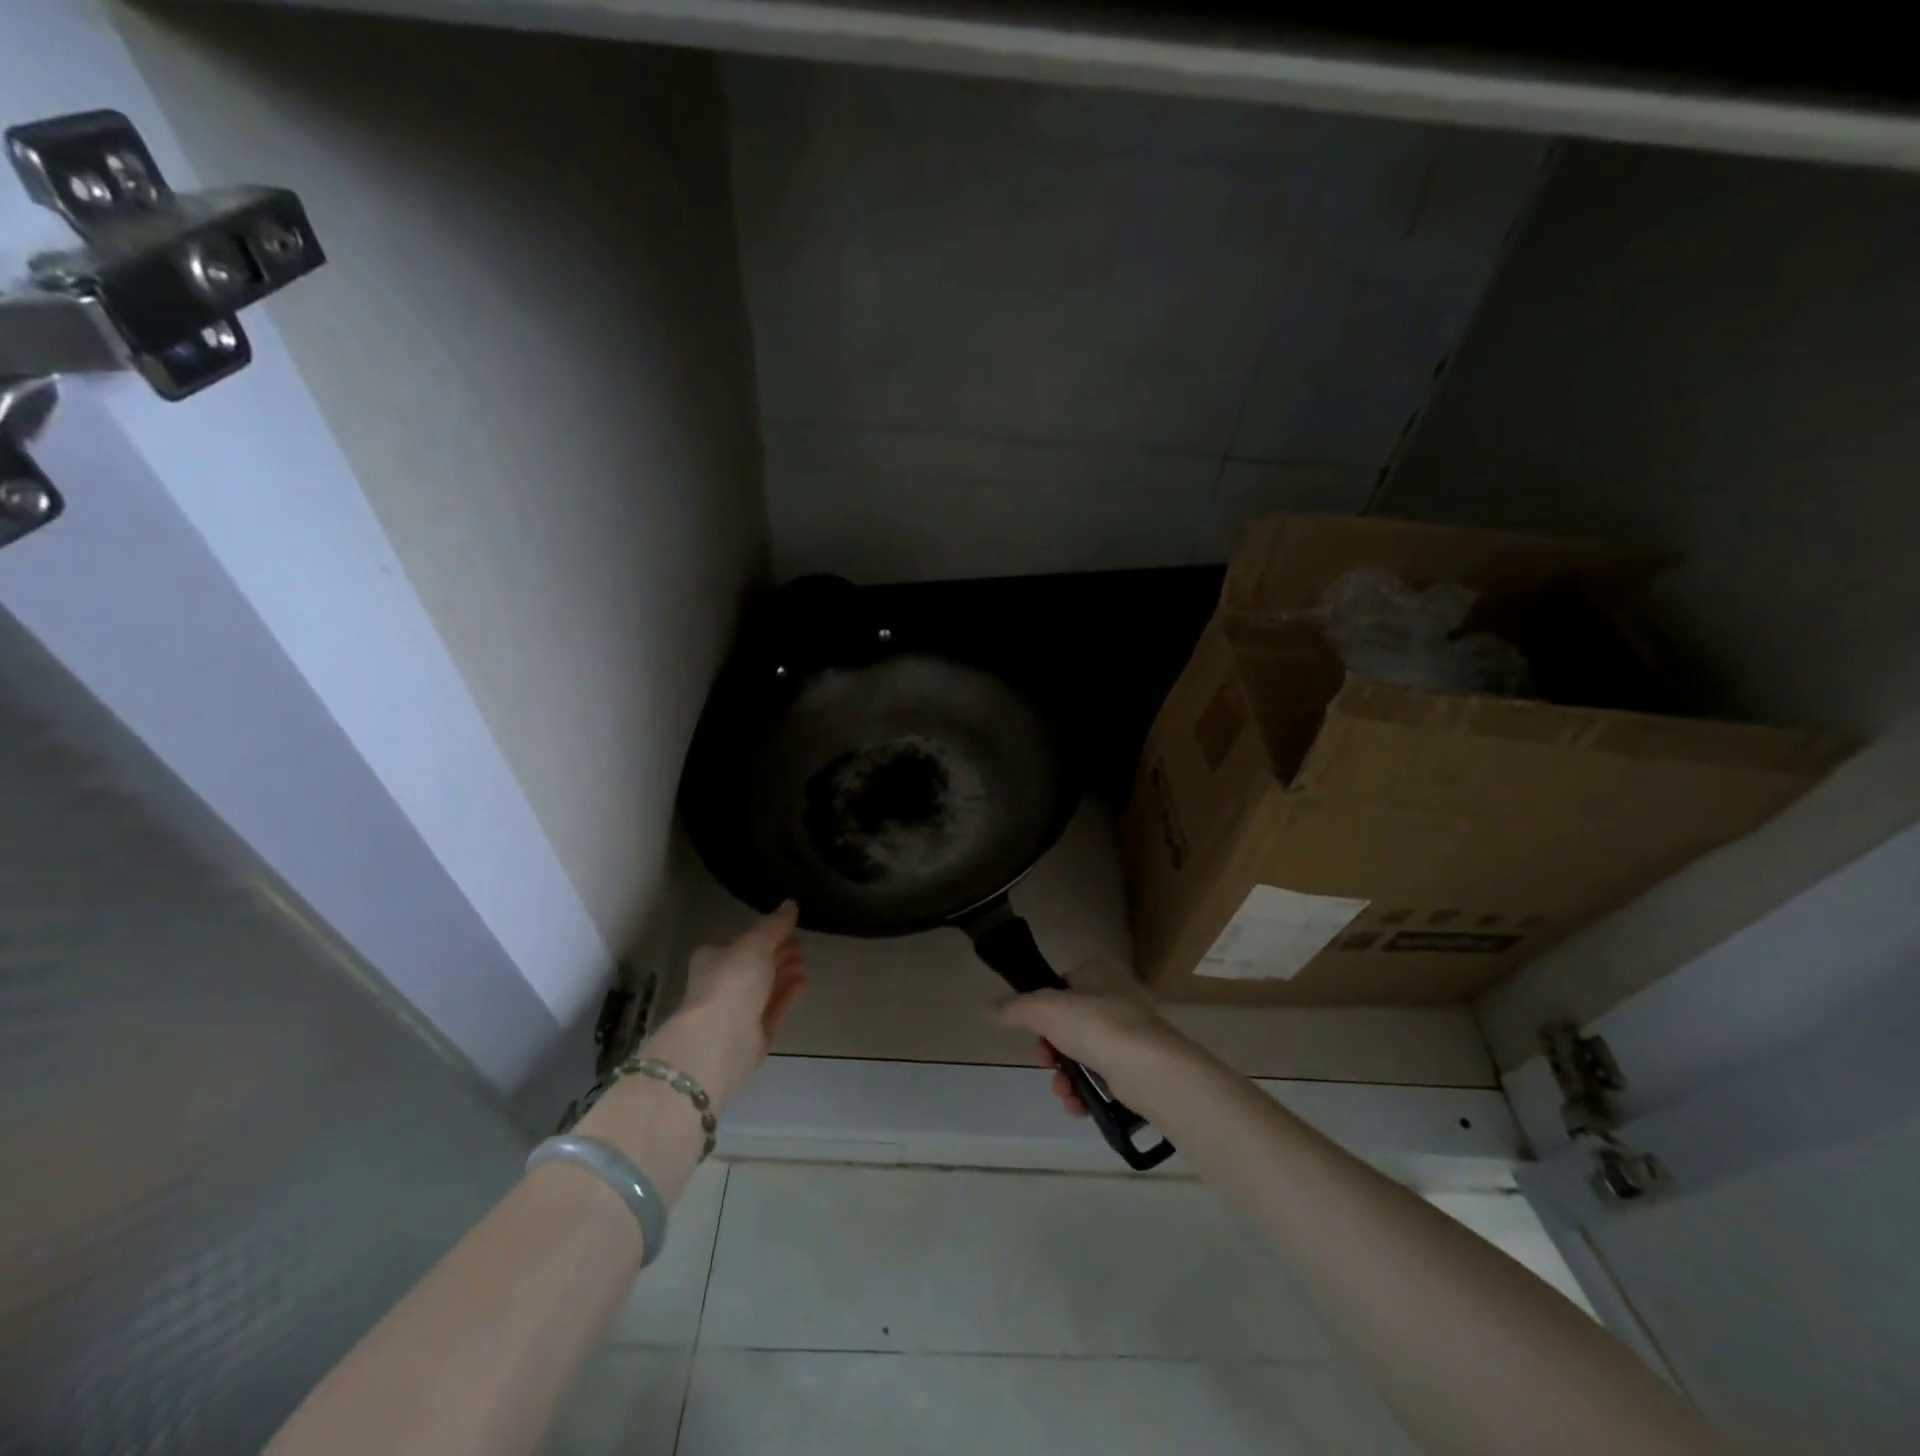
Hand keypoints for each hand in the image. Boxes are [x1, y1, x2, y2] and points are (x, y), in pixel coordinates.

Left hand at [642, 902, 807, 1108]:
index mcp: (714, 958)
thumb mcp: (756, 944)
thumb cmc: (732, 981)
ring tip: (805, 962)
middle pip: (755, 964)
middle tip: (802, 945)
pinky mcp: (753, 1033)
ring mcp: (737, 1010)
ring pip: (765, 987)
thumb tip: (791, 904)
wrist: (720, 1040)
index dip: (766, 934)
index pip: (741, 942)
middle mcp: (723, 983)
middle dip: (779, 953)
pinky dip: (788, 994)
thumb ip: (775, 925)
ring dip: (785, 973)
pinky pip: (774, 1008)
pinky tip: (804, 983)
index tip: (791, 929)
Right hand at [991, 959, 1195, 1117]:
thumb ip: (1015, 1008)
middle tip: (1045, 1062)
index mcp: (1099, 973)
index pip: (1062, 986)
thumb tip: (989, 1006)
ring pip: (1084, 1054)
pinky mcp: (1140, 1067)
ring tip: (1061, 1091)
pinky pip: (1104, 1078)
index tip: (1033, 1031)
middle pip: (1070, 1024)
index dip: (1042, 1010)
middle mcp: (1118, 998)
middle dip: (1051, 1050)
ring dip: (1065, 1076)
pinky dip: (1086, 1092)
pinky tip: (1077, 1105)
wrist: (1150, 1069)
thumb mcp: (1044, 1009)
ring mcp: (1131, 1034)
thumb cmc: (1096, 1026)